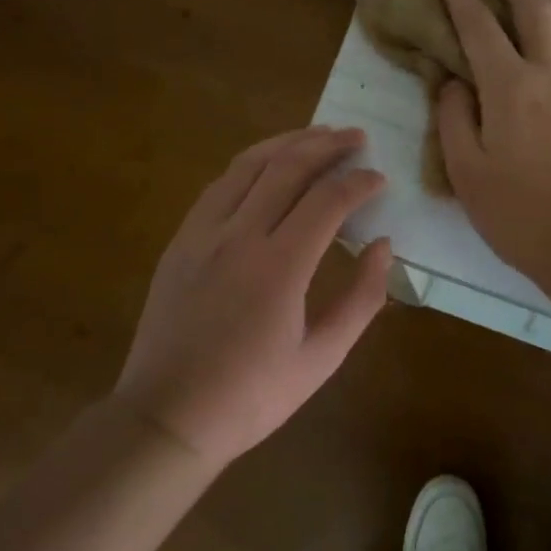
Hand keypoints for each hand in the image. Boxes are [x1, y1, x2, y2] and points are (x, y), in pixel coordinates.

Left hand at [112, 127, 392, 468]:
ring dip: (286, 143)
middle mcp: (238, 236)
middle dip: (327, 145)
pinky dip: (250, 165)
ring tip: (316, 134)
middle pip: (287, 168)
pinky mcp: (180, 241)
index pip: (327, 201)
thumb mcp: (321, 359)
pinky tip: (266, 165)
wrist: (168, 417)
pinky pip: (219, 186)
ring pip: (248, 166)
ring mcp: (202, 234)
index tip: (379, 179)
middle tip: (355, 136)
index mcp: (279, 266)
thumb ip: (361, 300)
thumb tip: (383, 247)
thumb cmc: (251, 396)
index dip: (358, 183)